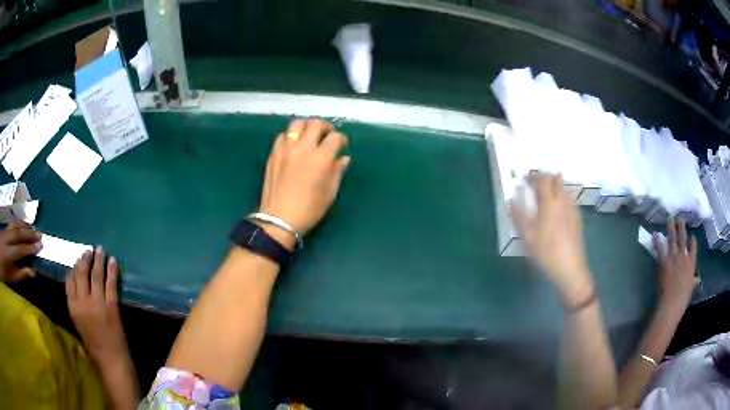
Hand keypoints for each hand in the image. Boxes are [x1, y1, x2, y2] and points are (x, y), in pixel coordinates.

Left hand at [0, 220, 41, 281]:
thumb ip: (21, 274)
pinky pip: (12, 223)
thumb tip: (33, 272)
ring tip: (33, 228)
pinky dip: (19, 222)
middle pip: (18, 233)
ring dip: (25, 226)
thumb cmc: (5, 273)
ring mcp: (6, 231)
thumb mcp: (12, 278)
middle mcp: (7, 239)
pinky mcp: (5, 228)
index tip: (40, 246)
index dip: (31, 247)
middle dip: (29, 233)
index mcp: (9, 254)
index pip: (21, 249)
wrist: (0, 260)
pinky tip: (23, 224)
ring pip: (15, 225)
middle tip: (40, 234)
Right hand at [66, 246, 127, 361]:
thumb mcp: (78, 326)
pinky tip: (113, 260)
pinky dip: (112, 270)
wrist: (111, 361)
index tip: (77, 260)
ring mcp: (96, 303)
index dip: (73, 269)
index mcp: (72, 308)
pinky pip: (111, 284)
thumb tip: (75, 290)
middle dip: (84, 260)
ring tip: (100, 249)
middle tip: (88, 250)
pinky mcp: (111, 306)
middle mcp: (82, 302)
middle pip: (81, 274)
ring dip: (97, 260)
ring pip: (95, 275)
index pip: (69, 282)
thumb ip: (75, 308)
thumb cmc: (94, 347)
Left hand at [259, 119, 350, 235]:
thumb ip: (338, 171)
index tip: (342, 145)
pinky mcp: (274, 153)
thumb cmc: (309, 209)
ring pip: (297, 124)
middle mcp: (303, 148)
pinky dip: (291, 136)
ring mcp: (286, 149)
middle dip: (326, 127)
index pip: (335, 137)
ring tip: (310, 135)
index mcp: (321, 158)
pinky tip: (294, 145)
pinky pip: (282, 136)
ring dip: (307, 126)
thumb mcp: (330, 192)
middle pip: (316, 124)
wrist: (280, 219)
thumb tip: (344, 158)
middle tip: (328, 135)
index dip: (342, 139)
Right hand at [510, 173, 592, 303]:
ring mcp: (572, 209)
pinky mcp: (578, 218)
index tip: (526, 178)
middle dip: (546, 177)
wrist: (570, 268)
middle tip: (536, 184)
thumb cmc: (546, 252)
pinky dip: (563, 196)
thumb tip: (512, 201)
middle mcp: (562, 201)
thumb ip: (519, 217)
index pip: (542, 180)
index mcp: (549, 203)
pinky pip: (570, 199)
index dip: (534, 176)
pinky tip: (559, 207)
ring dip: (556, 185)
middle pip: (556, 180)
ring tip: (548, 193)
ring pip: (565, 188)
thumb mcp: (527, 237)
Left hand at [654, 219, 696, 310]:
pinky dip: (657, 241)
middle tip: (680, 218)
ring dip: (671, 228)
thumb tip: (696, 280)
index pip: (693, 248)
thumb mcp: (691, 289)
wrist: (672, 304)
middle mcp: (684, 256)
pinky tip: (655, 234)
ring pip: (673, 239)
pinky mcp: (664, 262)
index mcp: (692, 264)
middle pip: (683, 238)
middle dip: (682, 227)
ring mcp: (674, 257)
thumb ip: (694, 281)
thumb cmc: (683, 300)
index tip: (692, 236)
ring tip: (669, 218)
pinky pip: (660, 248)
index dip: (693, 241)